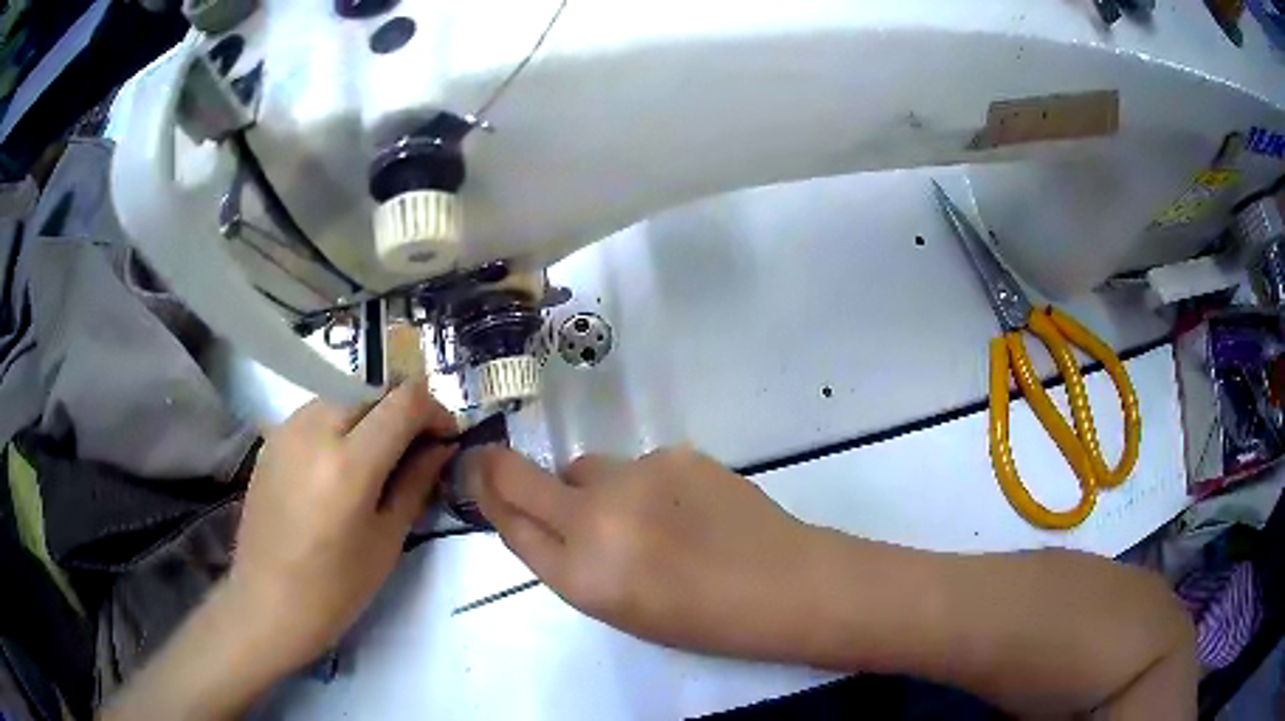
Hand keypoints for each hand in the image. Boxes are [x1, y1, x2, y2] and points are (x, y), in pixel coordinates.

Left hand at [228, 381, 456, 671]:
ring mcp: (287, 428)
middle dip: (400, 418)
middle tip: (411, 457)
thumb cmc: (337, 586)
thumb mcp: (388, 539)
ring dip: (368, 421)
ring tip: (372, 464)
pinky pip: (316, 415)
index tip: (445, 439)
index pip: (404, 401)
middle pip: (373, 396)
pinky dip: (338, 428)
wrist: (268, 600)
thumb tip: (442, 447)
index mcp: (349, 462)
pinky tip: (335, 469)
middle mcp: (315, 429)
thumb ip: (417, 482)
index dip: (434, 411)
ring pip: (343, 400)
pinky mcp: (271, 437)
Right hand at [469, 446, 826, 658]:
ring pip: (587, 468)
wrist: (781, 584)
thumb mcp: (618, 608)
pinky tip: (688, 507)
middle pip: (521, 475)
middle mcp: (596, 519)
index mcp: (581, 576)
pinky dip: (648, 484)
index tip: (478, 476)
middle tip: (510, 470)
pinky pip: (640, 465)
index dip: (487, 495)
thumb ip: (571, 562)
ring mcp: (637, 477)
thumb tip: (546, 518)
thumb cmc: (700, 618)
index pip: (509, 522)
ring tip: (647, 516)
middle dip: (505, 470)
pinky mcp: (675, 452)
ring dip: (596, 487)